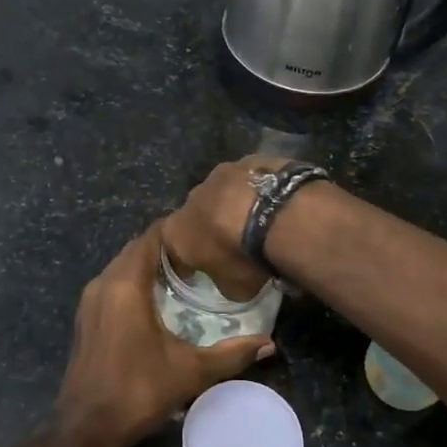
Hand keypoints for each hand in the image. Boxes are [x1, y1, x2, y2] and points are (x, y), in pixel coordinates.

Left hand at [56, 224, 273, 446]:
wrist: (86, 428)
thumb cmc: (138, 392)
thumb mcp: (191, 372)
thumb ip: (232, 355)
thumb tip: (269, 344)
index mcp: (125, 285)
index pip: (150, 237)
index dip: (177, 230)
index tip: (206, 234)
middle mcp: (103, 283)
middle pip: (136, 248)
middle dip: (166, 246)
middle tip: (202, 255)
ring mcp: (90, 300)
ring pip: (123, 266)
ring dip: (150, 264)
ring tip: (186, 273)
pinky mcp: (86, 317)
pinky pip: (113, 283)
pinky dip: (135, 280)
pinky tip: (159, 299)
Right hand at [158, 156, 288, 301]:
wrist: (278, 212)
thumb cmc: (245, 257)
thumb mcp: (235, 288)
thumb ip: (225, 281)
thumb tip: (230, 278)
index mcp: (176, 231)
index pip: (169, 248)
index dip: (184, 260)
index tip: (196, 270)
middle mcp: (191, 197)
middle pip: (196, 214)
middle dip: (210, 226)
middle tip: (233, 243)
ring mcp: (221, 173)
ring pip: (223, 192)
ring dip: (234, 205)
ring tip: (259, 221)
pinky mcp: (252, 159)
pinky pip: (250, 180)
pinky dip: (258, 191)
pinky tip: (276, 204)